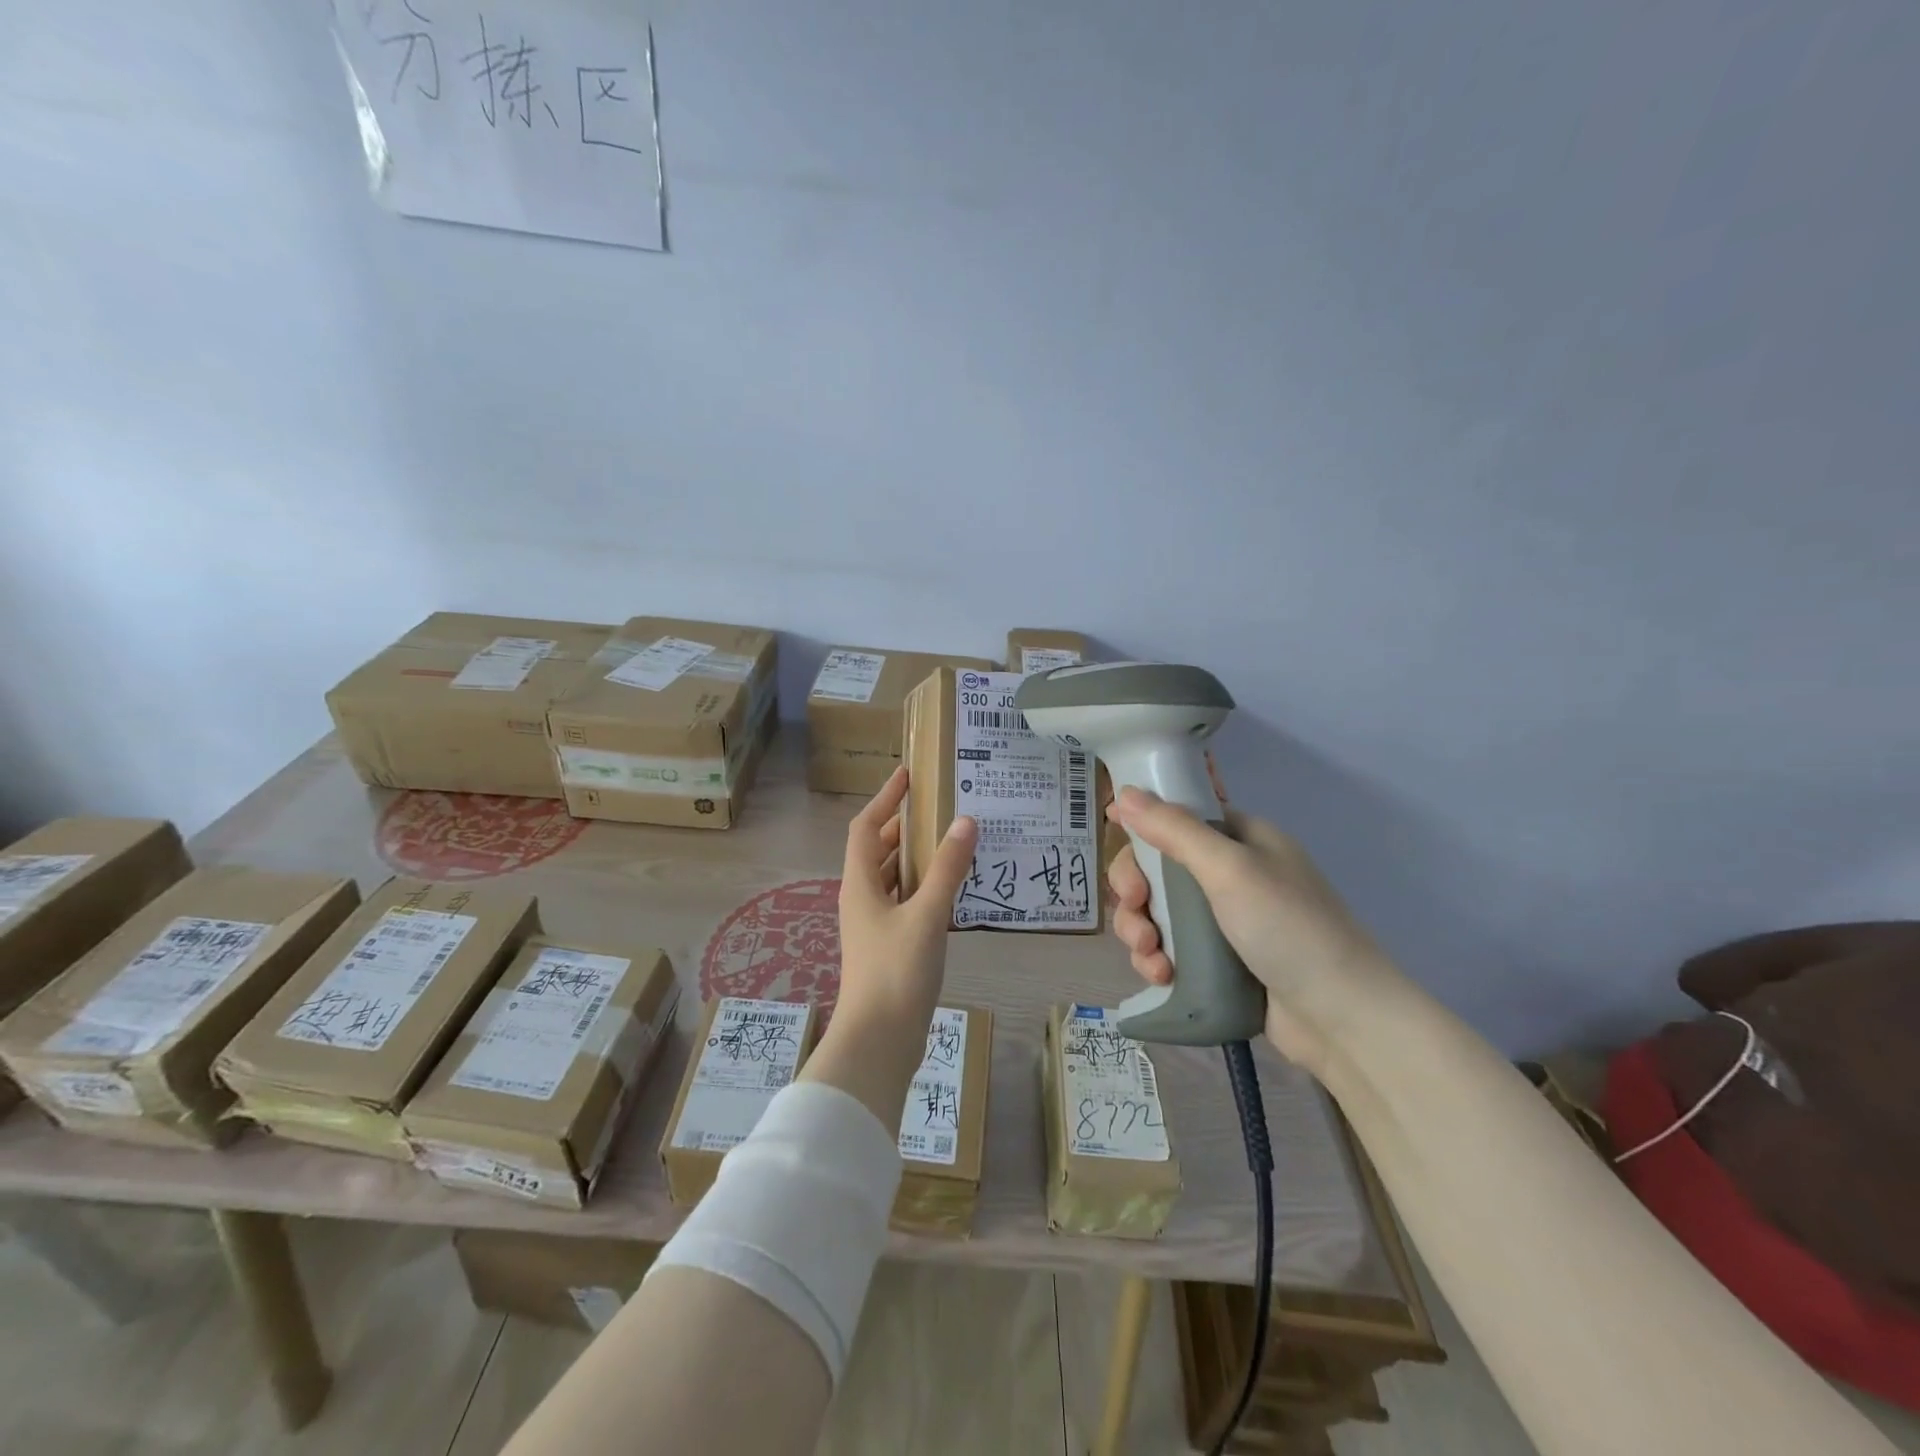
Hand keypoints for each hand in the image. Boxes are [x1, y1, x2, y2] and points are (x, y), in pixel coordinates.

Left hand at [802, 768, 978, 1131]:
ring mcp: (874, 925)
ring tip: (952, 841)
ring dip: (916, 858)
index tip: (907, 775)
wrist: (880, 1040)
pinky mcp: (890, 947)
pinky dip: (925, 888)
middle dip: (904, 826)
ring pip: (893, 878)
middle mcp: (862, 899)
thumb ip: (947, 869)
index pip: (867, 827)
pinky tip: (953, 889)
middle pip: (878, 850)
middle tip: (940, 807)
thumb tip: (965, 822)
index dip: (885, 798)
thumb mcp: (926, 914)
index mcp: (860, 884)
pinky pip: (906, 902)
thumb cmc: (896, 971)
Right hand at [1106, 784, 1398, 1073]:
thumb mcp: (1230, 869)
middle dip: (1135, 889)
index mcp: (1240, 839)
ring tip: (1149, 956)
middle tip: (1136, 909)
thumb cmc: (1289, 928)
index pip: (1176, 818)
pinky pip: (1170, 948)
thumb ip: (1174, 830)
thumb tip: (1123, 792)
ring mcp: (1223, 920)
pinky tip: (1161, 976)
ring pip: (1157, 911)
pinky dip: (1156, 960)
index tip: (1116, 841)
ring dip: (1140, 929)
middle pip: (1157, 867)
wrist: (1342, 1018)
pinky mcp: (1217, 962)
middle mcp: (1230, 873)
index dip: (1142, 828)